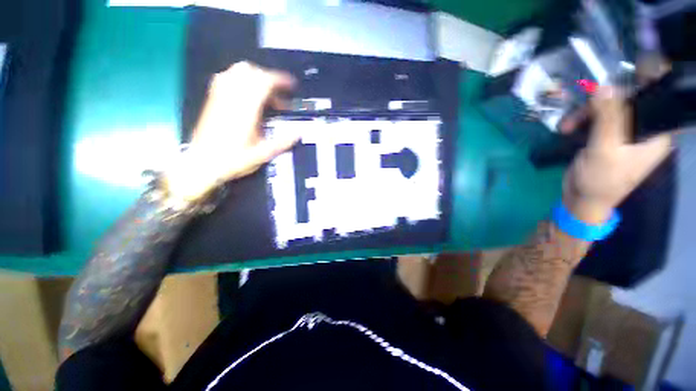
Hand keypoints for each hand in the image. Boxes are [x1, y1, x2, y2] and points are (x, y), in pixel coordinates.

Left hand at [165, 62, 298, 201]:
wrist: (202, 164)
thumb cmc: (233, 160)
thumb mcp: (263, 154)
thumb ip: (282, 143)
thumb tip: (299, 133)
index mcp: (246, 110)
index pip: (263, 82)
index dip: (280, 80)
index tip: (291, 85)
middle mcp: (231, 98)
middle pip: (251, 72)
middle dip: (269, 79)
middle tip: (279, 96)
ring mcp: (220, 97)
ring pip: (237, 71)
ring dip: (255, 77)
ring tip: (265, 94)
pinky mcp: (213, 99)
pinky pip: (226, 78)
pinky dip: (241, 80)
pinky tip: (247, 95)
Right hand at [563, 87, 671, 223]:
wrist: (582, 200)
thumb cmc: (601, 181)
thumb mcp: (604, 150)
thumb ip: (607, 118)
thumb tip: (605, 86)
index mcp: (656, 133)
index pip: (660, 97)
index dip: (651, 77)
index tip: (634, 64)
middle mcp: (644, 129)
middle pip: (630, 99)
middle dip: (606, 98)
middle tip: (586, 102)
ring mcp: (624, 132)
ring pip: (609, 107)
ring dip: (586, 112)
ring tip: (568, 125)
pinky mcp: (607, 136)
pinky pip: (597, 118)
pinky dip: (581, 120)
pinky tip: (567, 128)